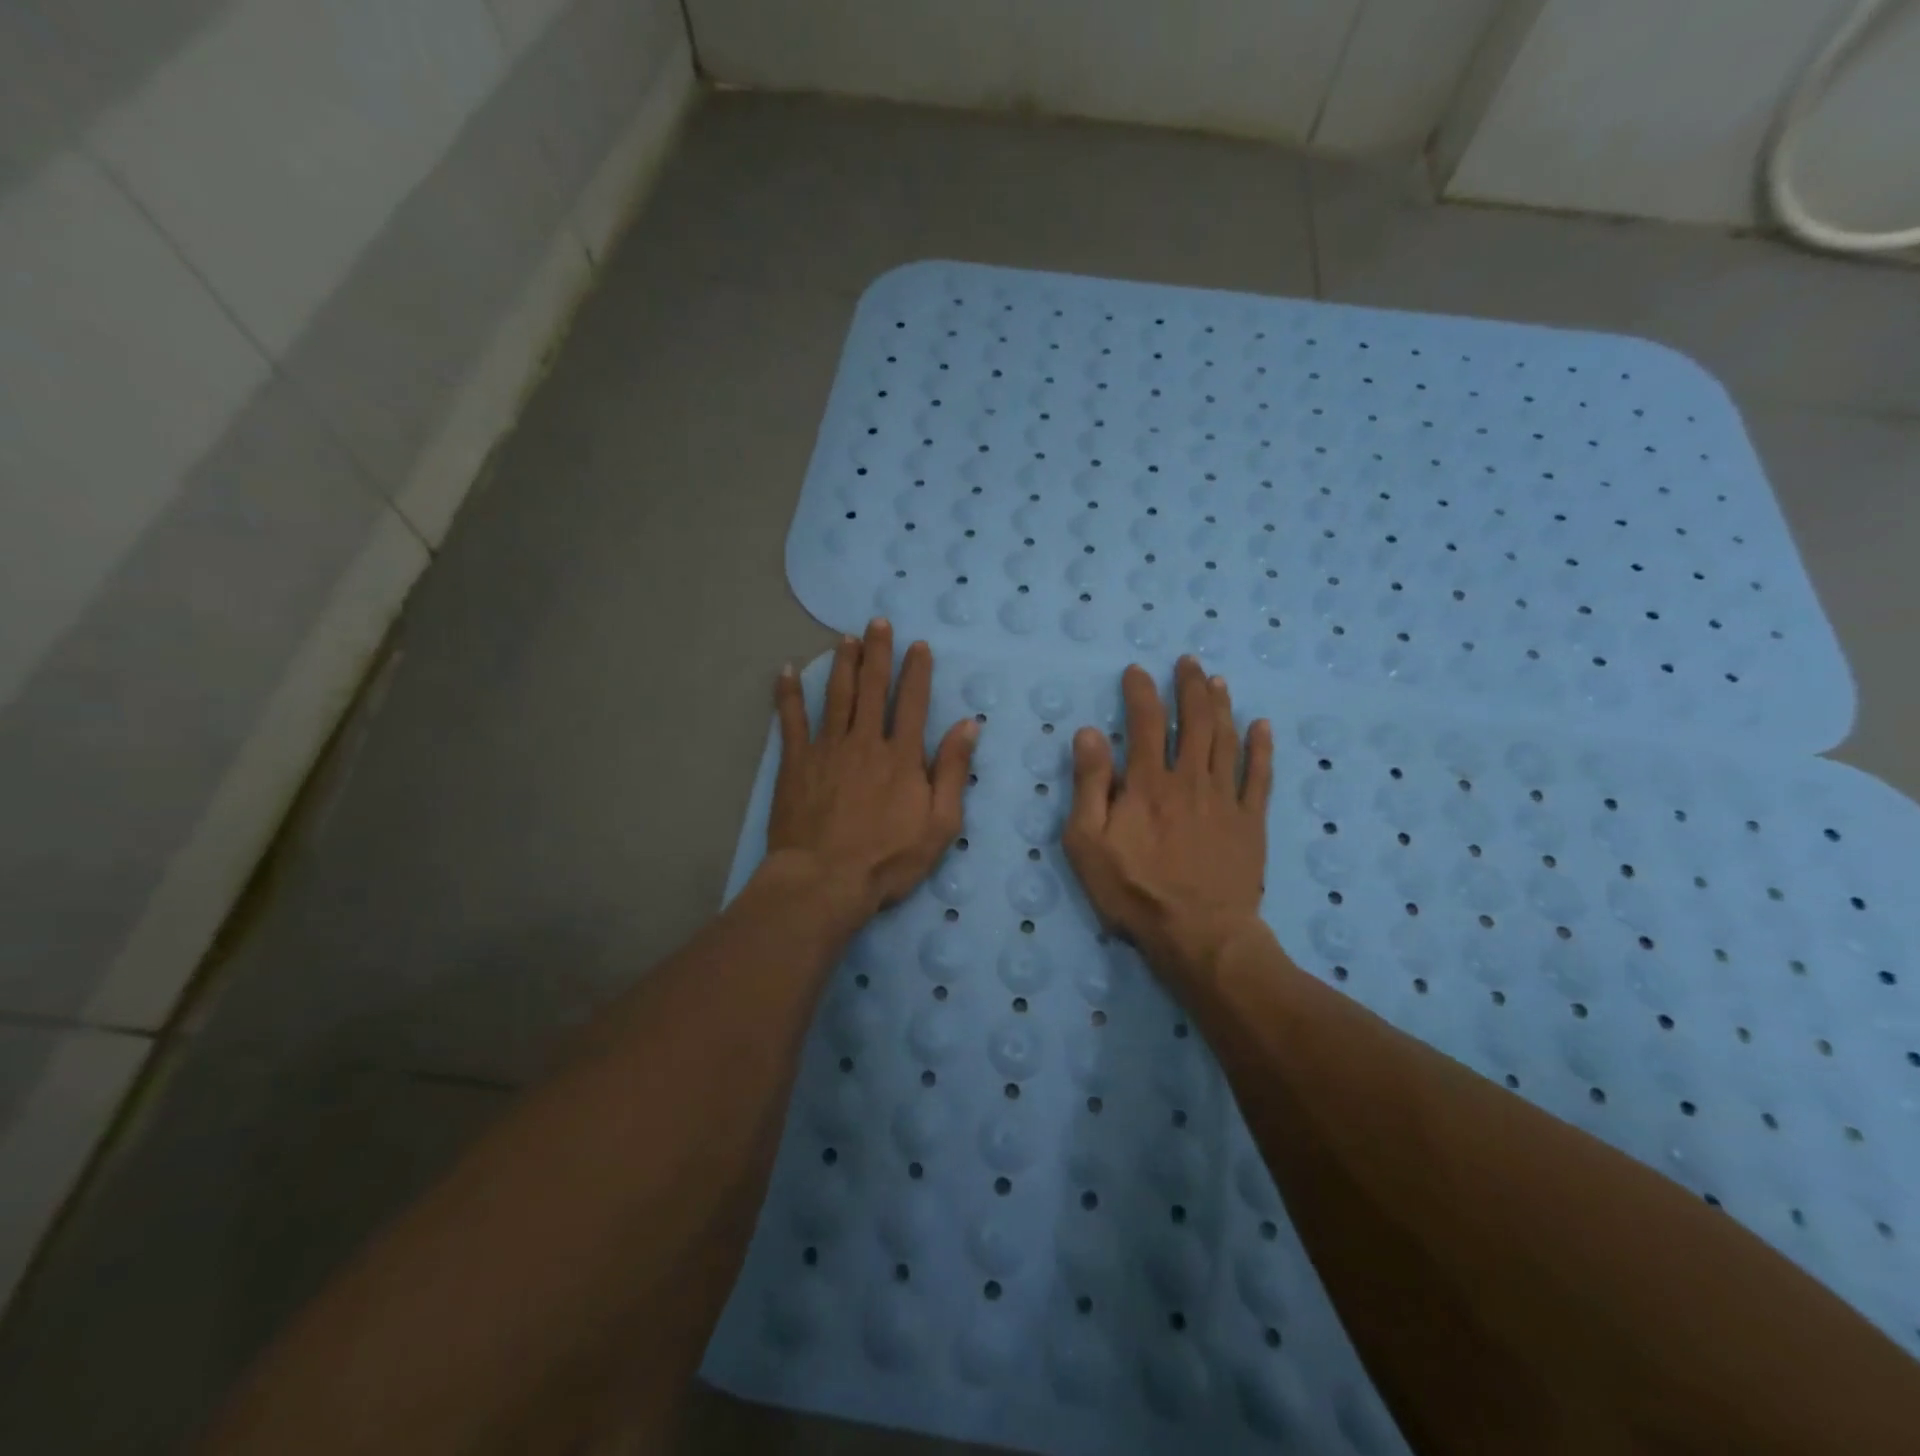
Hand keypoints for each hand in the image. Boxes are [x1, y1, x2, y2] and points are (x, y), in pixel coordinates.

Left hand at [765, 619, 977, 928]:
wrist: (825, 880)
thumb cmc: (889, 858)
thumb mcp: (941, 823)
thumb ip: (954, 771)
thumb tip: (969, 725)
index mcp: (902, 755)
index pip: (912, 702)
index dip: (916, 671)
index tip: (918, 645)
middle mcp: (865, 741)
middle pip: (872, 688)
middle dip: (877, 653)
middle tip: (877, 622)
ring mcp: (827, 749)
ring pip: (836, 696)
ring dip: (842, 664)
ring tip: (845, 638)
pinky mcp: (796, 763)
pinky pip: (791, 721)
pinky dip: (789, 694)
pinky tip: (787, 671)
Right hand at [1062, 657, 1273, 983]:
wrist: (1198, 933)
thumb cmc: (1134, 890)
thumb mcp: (1088, 842)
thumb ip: (1089, 785)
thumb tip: (1088, 734)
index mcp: (1148, 783)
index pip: (1144, 723)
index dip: (1141, 692)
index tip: (1137, 671)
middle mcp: (1190, 779)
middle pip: (1194, 721)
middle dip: (1190, 687)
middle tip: (1189, 662)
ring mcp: (1226, 798)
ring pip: (1226, 739)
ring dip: (1222, 706)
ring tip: (1218, 681)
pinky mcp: (1251, 821)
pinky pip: (1260, 776)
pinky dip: (1261, 748)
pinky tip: (1261, 725)